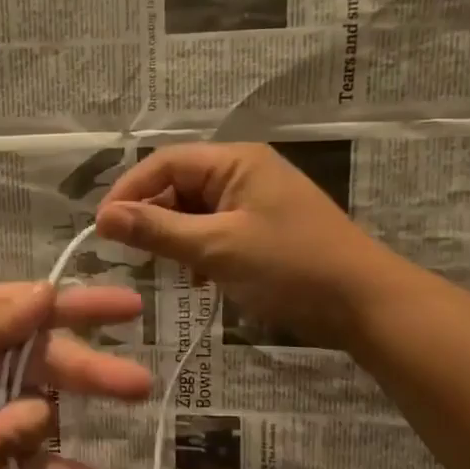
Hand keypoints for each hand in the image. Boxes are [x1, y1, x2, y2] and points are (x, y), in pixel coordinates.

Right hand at [94, 142, 396, 346]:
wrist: (367, 306)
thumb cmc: (291, 268)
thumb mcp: (216, 249)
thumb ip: (157, 230)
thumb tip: (103, 217)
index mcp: (235, 162)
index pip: (164, 162)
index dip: (128, 191)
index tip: (102, 228)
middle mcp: (243, 172)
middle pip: (177, 185)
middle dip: (152, 216)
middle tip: (131, 253)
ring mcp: (254, 201)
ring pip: (193, 210)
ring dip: (174, 237)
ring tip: (164, 268)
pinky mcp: (262, 229)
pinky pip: (213, 230)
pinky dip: (197, 251)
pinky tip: (196, 279)